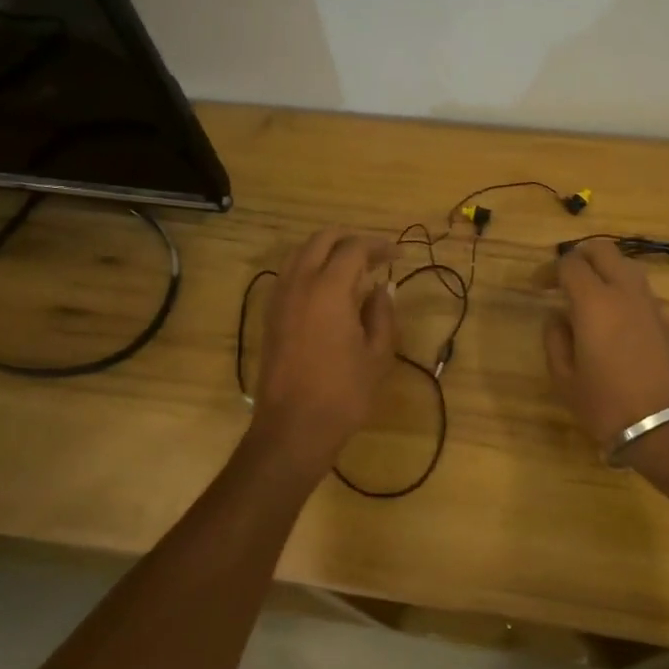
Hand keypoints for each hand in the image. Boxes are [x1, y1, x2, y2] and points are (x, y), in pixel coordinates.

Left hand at [248, 228, 397, 469]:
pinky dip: (310, 267)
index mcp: (329, 288)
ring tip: (352, 267)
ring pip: (301, 253)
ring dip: (327, 250)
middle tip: (376, 254)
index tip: (399, 255)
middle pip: (322, 240)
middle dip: (350, 239)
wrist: (293, 428)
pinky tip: (328, 288)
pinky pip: (289, 274)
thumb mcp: (378, 354)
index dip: (379, 246)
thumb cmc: (344, 393)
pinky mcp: (270, 315)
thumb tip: (382, 288)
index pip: (354, 248)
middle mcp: (300, 283)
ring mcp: (280, 298)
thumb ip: (382, 313)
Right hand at [543, 239, 668, 449]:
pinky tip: (608, 313)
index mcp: (594, 301)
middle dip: (579, 256)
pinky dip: (619, 287)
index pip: (570, 264)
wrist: (668, 426)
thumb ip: (555, 340)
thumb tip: (557, 317)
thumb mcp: (565, 379)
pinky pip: (637, 287)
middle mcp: (624, 291)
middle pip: (602, 250)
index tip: (538, 286)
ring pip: (624, 264)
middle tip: (562, 278)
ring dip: (602, 269)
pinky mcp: (663, 318)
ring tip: (585, 294)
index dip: (550, 269)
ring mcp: (648, 303)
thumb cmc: (607, 404)